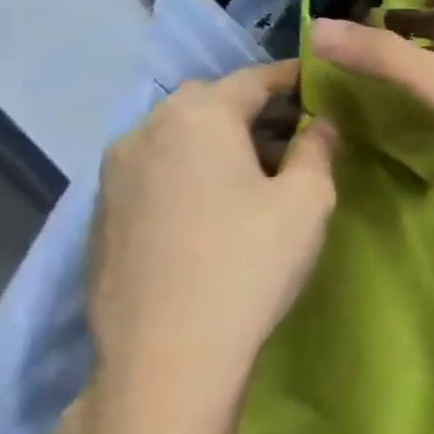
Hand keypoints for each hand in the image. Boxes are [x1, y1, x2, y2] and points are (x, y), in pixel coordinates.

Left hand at [87, 61, 337, 433]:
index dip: (297, 78)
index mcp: (198, 117)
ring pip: (180, 134)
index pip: (256, 78)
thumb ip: (319, 147)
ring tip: (264, 169)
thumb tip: (321, 123)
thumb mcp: (309, 199)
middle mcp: (146, 131)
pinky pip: (158, 168)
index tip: (329, 86)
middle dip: (258, 108)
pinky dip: (194, 167)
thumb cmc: (251, 262)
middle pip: (211, 100)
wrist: (168, 355)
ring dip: (223, 138)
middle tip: (301, 132)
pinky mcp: (104, 214)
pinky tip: (220, 204)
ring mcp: (114, 174)